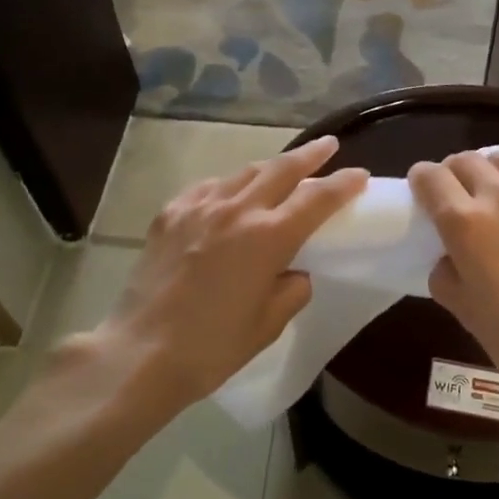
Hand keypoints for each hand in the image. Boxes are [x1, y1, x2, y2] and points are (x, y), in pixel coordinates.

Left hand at [91, 136, 367, 409]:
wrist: (139, 353)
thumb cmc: (212, 347)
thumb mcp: (267, 325)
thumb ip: (292, 291)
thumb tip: (294, 272)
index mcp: (269, 237)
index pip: (318, 199)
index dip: (343, 184)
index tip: (360, 175)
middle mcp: (238, 210)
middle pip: (282, 169)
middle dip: (311, 154)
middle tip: (328, 145)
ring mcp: (200, 207)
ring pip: (244, 173)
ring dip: (269, 167)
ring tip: (281, 169)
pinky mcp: (170, 214)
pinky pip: (208, 188)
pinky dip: (228, 186)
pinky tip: (228, 195)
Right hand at [408, 148, 498, 421]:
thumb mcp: (464, 312)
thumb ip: (446, 274)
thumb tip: (450, 257)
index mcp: (466, 224)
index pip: (431, 178)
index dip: (422, 179)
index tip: (423, 188)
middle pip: (468, 159)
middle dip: (455, 171)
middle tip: (459, 191)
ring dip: (497, 167)